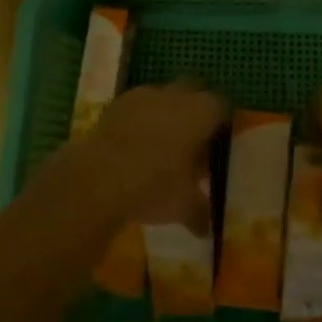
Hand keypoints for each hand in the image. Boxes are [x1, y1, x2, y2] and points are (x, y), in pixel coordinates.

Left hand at [82, 83, 226, 226]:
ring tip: (161, 140)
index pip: (222, 105)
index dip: (222, 121)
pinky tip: (134, 141)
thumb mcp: (184, 206)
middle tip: (194, 137)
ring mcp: (145, 94)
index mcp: (201, 113)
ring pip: (164, 95)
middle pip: (194, 91)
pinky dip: (140, 116)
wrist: (99, 177)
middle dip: (196, 108)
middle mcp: (176, 95)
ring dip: (166, 110)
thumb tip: (206, 229)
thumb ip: (200, 213)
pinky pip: (137, 104)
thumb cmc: (154, 186)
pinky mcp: (118, 101)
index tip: (219, 140)